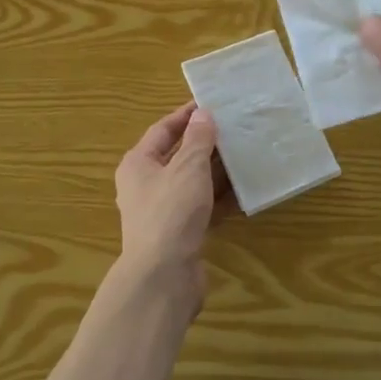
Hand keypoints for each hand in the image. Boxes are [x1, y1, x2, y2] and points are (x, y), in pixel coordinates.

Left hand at [113, 102, 222, 310]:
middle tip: (232, 128)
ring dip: (214, 171)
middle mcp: (144, 185)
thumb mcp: (188, 168)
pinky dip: (217, 198)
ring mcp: (161, 211)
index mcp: (138, 164)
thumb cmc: (171, 212)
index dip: (185, 116)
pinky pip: (200, 207)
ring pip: (190, 183)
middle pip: (176, 156)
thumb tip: (202, 114)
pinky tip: (242, 191)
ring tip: (242, 155)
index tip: (210, 104)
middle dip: (203, 143)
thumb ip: (198, 139)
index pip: (162, 130)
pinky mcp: (178, 233)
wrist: (163, 275)